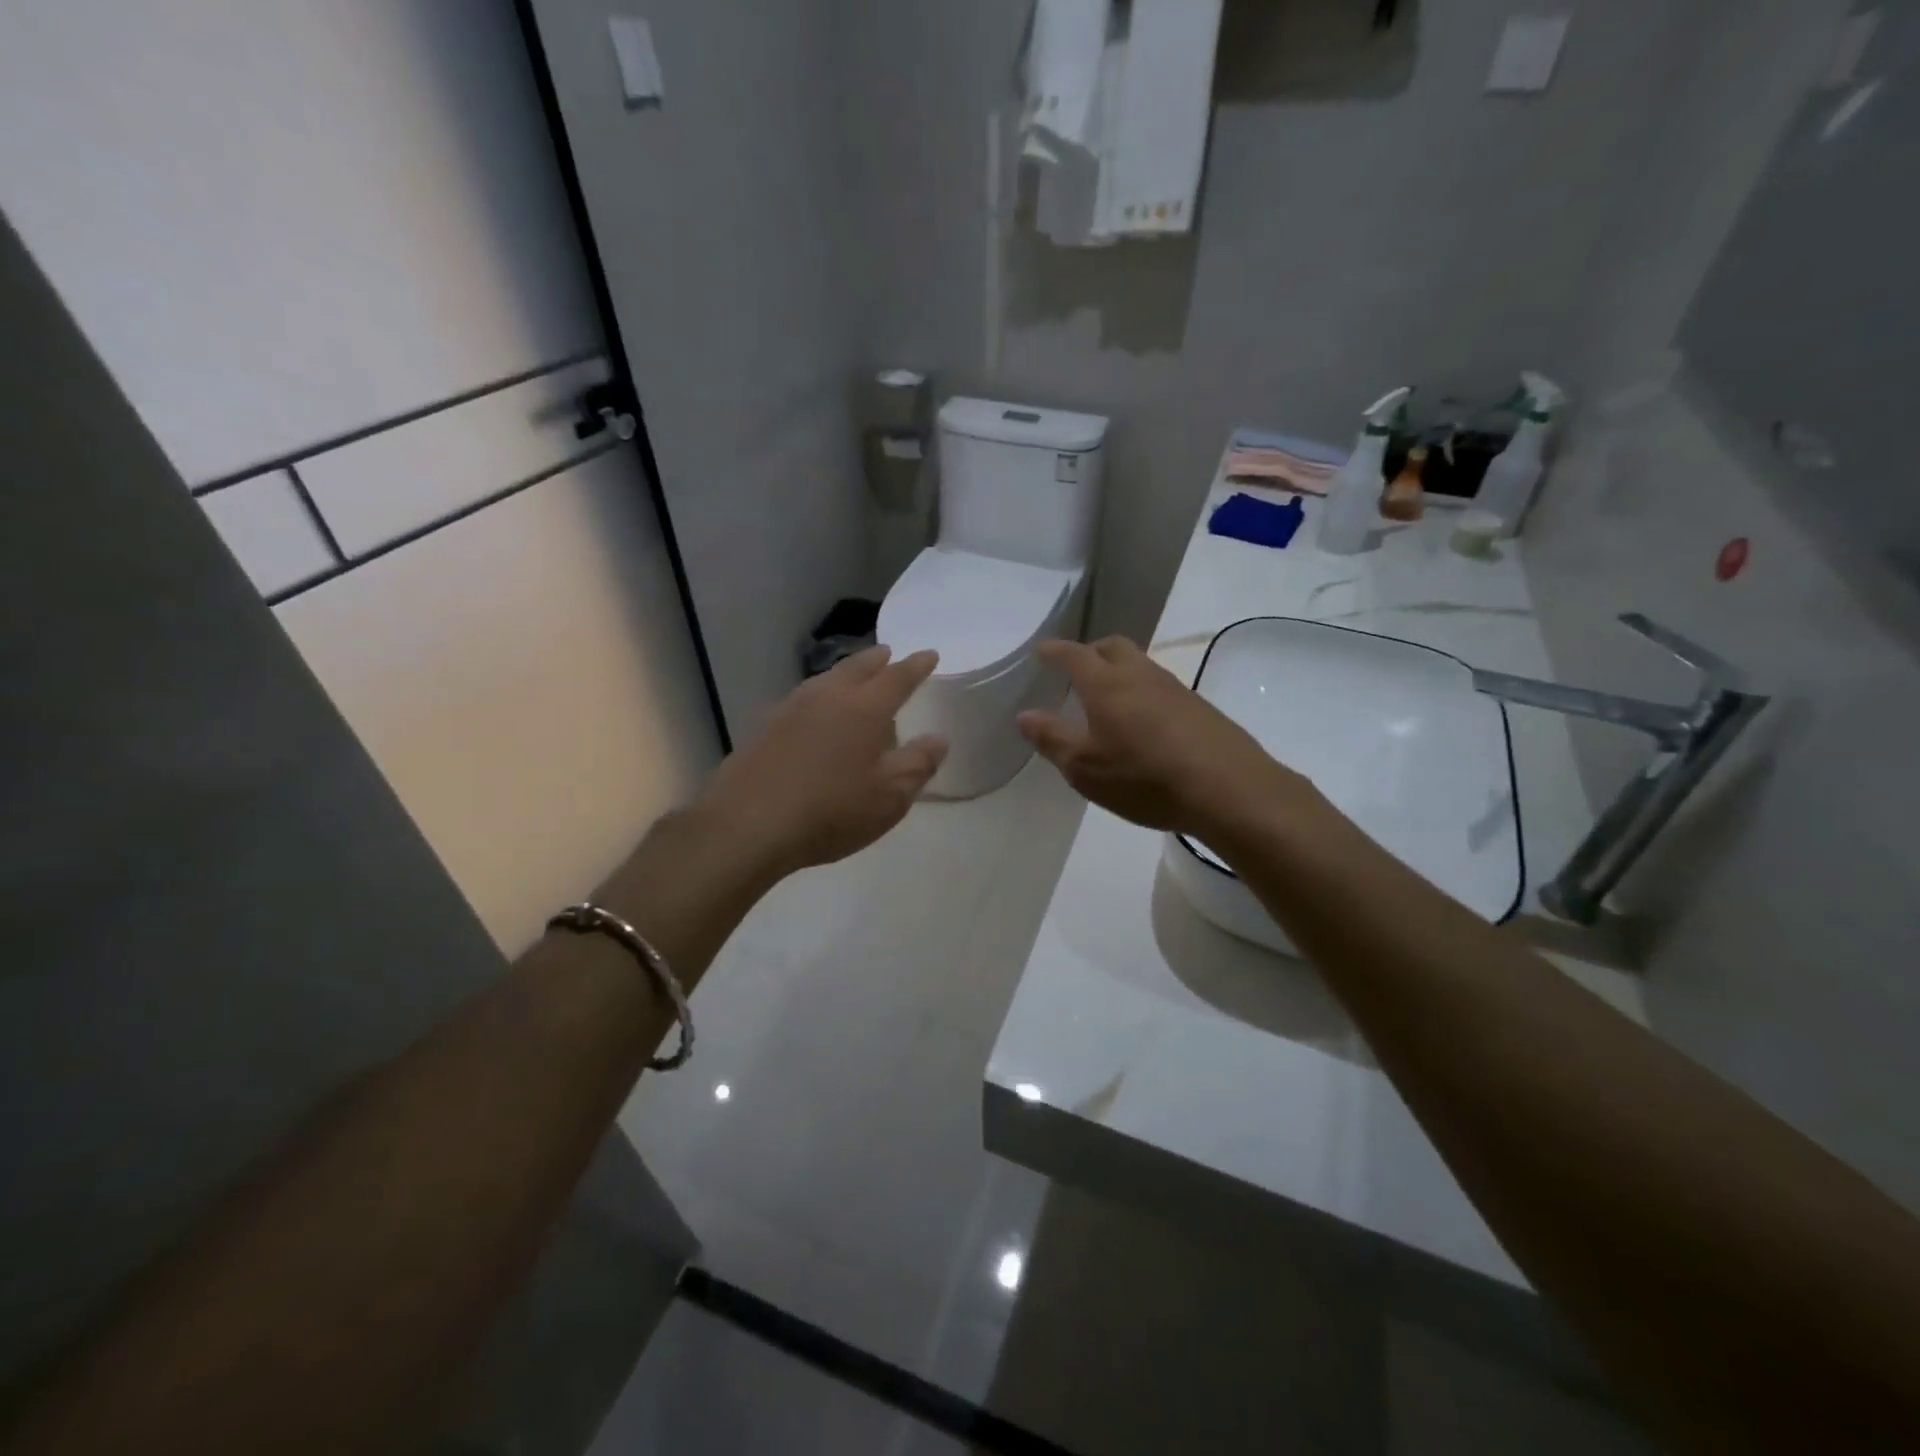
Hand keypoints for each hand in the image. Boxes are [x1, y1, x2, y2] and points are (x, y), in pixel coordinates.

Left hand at [699, 646, 947, 877]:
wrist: (747, 825)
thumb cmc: (830, 811)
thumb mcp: (888, 798)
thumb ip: (917, 765)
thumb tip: (938, 739)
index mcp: (864, 710)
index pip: (897, 678)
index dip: (916, 666)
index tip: (929, 654)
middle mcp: (827, 698)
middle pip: (856, 668)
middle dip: (876, 660)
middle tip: (888, 654)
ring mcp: (790, 709)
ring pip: (825, 680)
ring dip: (844, 673)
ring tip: (853, 675)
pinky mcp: (764, 728)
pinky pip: (801, 699)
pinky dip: (819, 695)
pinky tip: (814, 711)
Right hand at [1017, 637, 1313, 838]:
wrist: (1229, 790)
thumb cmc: (1145, 778)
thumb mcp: (1085, 768)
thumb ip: (1052, 739)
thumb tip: (1025, 715)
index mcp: (1107, 685)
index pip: (1074, 655)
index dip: (1055, 651)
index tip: (1041, 651)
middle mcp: (1141, 676)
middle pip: (1113, 647)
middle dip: (1090, 651)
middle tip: (1075, 669)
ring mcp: (1174, 689)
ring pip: (1140, 665)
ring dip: (1119, 671)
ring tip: (1107, 698)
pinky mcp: (1199, 708)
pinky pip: (1160, 687)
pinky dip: (1142, 692)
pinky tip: (1142, 723)